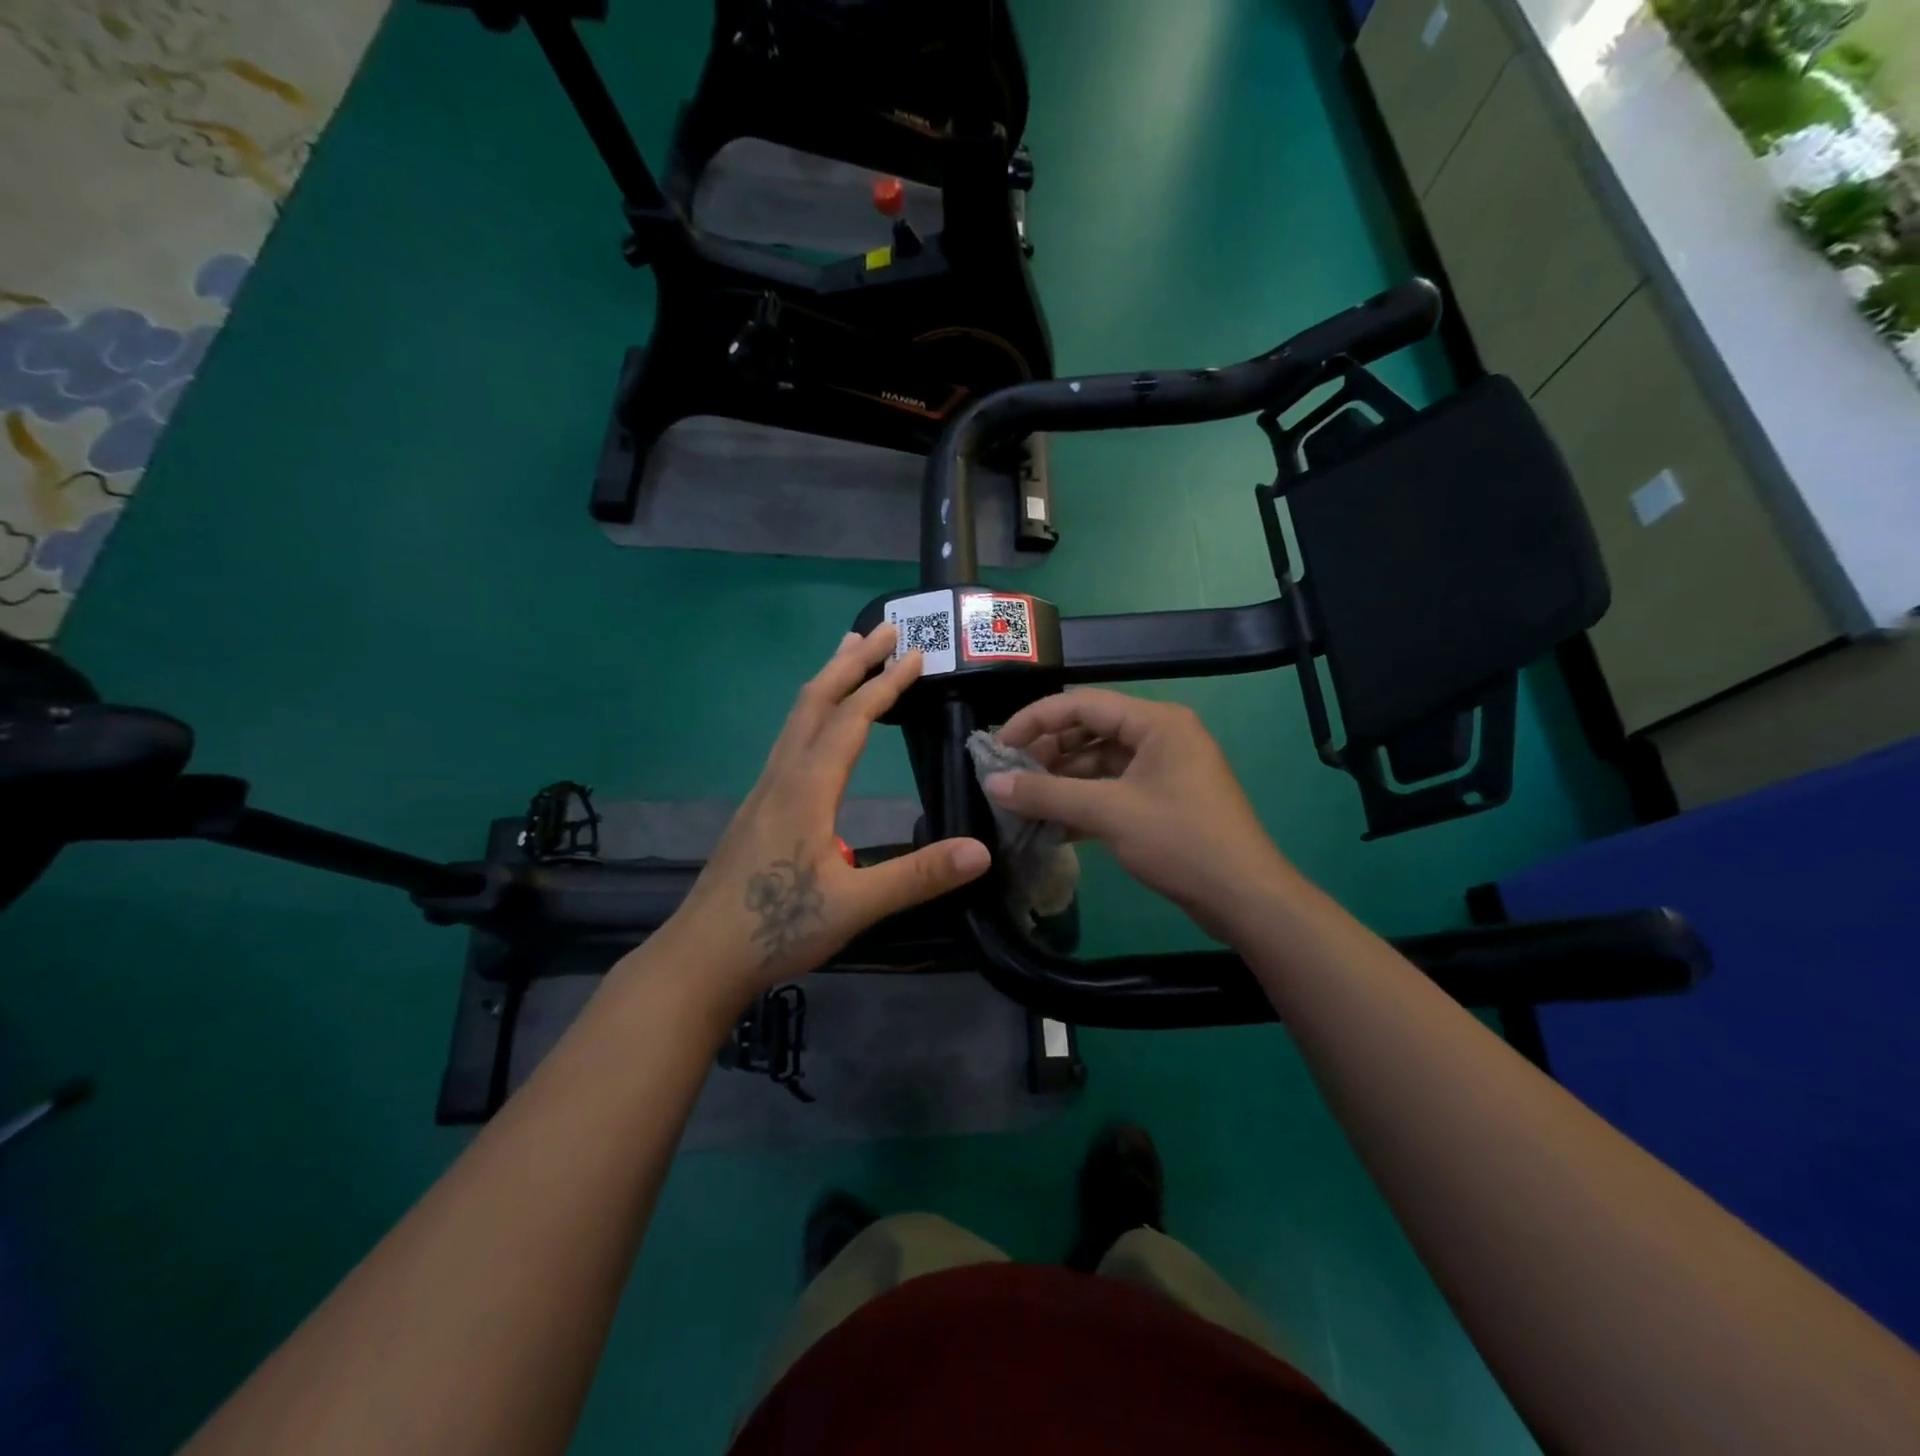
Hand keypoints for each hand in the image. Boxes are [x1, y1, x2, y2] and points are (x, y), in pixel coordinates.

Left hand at [643, 625, 990, 1018]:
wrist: (702, 956)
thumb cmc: (777, 927)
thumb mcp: (855, 905)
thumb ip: (918, 876)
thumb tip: (980, 851)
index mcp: (807, 789)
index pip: (851, 720)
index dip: (885, 685)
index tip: (915, 654)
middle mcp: (783, 776)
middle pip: (815, 700)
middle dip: (851, 661)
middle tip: (882, 628)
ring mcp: (764, 789)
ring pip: (796, 717)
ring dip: (826, 679)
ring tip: (848, 653)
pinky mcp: (757, 807)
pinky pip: (789, 738)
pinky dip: (812, 710)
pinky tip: (819, 725)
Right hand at [986, 689, 1295, 943]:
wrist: (1243, 897)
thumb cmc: (1180, 841)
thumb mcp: (1108, 813)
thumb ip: (1047, 794)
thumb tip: (992, 784)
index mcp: (1156, 722)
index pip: (1082, 703)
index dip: (1035, 720)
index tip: (998, 745)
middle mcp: (1161, 736)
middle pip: (1090, 730)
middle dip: (1047, 752)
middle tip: (1010, 776)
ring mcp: (1163, 769)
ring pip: (1099, 763)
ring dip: (1062, 781)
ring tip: (1023, 802)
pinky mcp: (1162, 800)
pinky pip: (1112, 789)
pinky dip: (1082, 802)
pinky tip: (1051, 824)